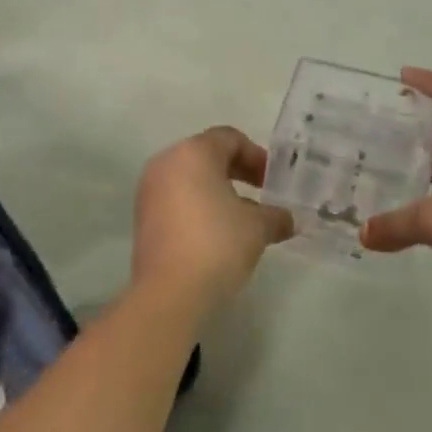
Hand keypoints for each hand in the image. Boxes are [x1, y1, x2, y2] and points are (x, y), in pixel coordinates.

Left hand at [134, 127, 294, 309]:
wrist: (169, 293)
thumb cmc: (217, 244)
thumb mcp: (257, 228)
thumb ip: (275, 216)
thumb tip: (288, 219)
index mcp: (194, 152)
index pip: (229, 138)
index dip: (256, 156)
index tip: (272, 182)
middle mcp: (167, 162)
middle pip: (208, 155)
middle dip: (238, 172)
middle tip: (261, 195)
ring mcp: (150, 190)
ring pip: (191, 179)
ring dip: (218, 192)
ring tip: (242, 220)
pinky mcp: (143, 217)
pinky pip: (176, 199)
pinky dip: (198, 207)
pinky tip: (217, 235)